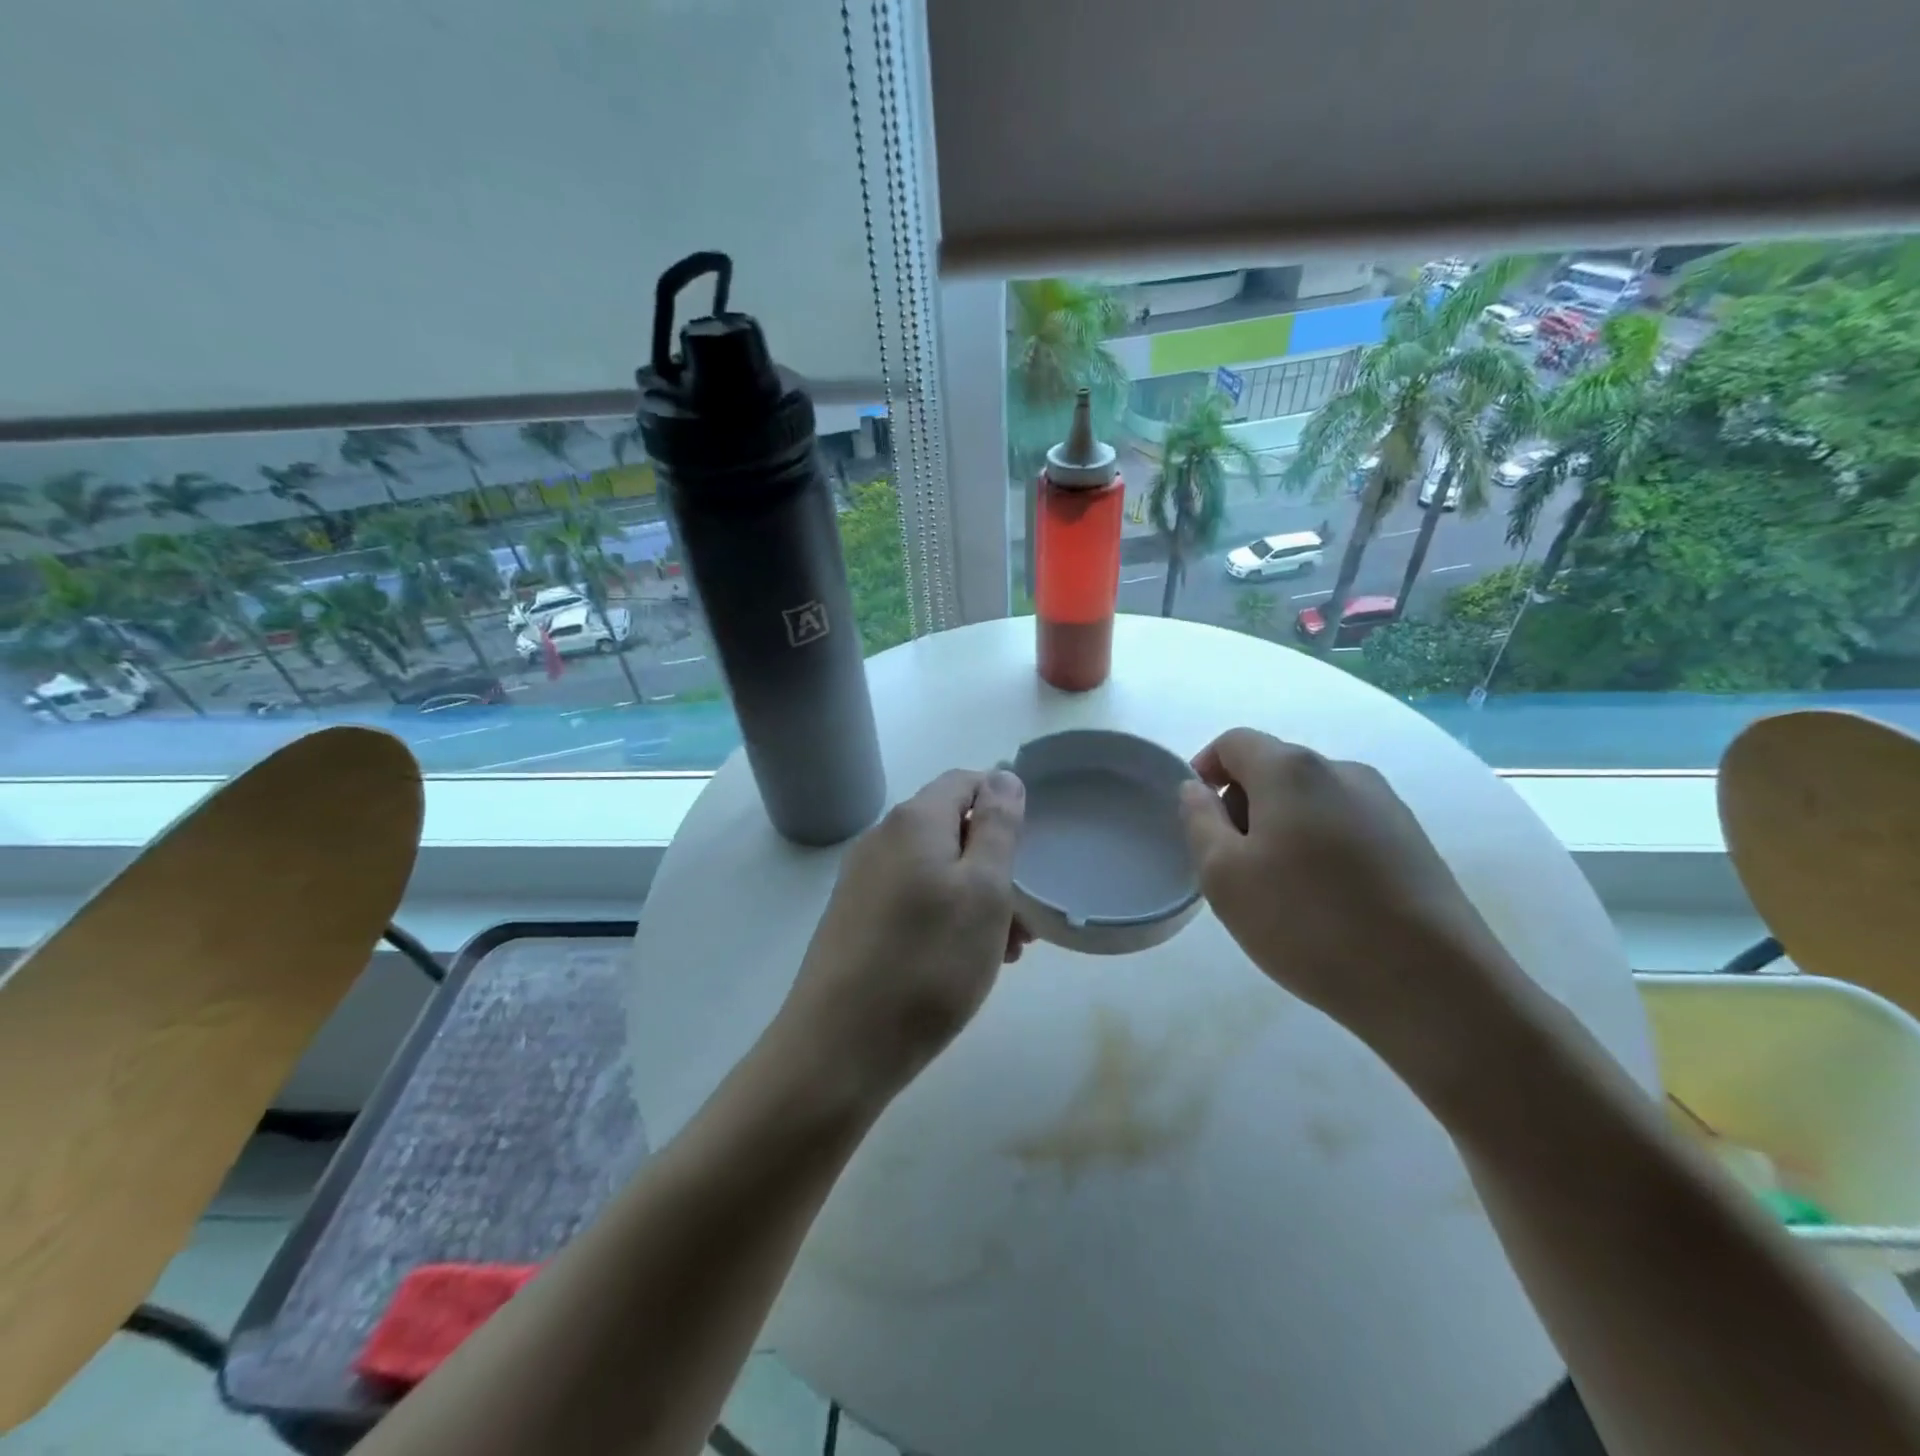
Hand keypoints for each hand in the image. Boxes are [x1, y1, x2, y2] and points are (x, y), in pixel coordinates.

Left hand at [776, 769, 1028, 1108]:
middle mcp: (881, 838)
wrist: (839, 1047)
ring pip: (935, 870)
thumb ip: (998, 826)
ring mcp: (862, 879)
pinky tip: (960, 963)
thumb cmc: (929, 964)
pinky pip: (912, 899)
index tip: (1029, 857)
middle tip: (1023, 922)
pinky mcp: (854, 917)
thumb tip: (1002, 776)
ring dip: (975, 899)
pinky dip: (945, 918)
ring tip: (1002, 952)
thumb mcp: (984, 891)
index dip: (1004, 807)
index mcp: (913, 820)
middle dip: (995, 866)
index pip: (966, 781)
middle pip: (952, 829)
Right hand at [1179, 728, 1525, 1071]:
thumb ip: (1199, 820)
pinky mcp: (1414, 840)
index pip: (1234, 742)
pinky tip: (1327, 900)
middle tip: (1233, 864)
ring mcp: (1385, 803)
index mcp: (1291, 769)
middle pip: (1274, 767)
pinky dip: (1321, 845)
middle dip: (1243, 804)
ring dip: (1282, 827)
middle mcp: (1342, 770)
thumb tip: (1196, 788)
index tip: (1199, 817)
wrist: (1432, 985)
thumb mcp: (1224, 875)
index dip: (1205, 769)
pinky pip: (1347, 824)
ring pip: (1312, 798)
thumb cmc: (1307, 923)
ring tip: (1281, 888)